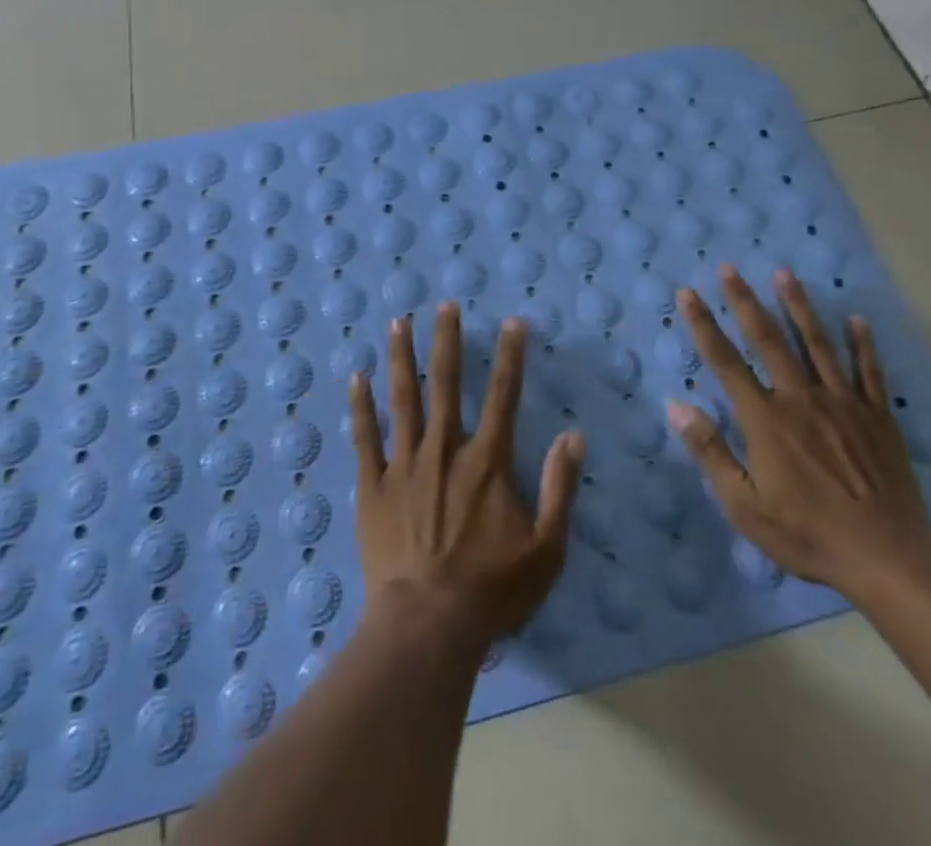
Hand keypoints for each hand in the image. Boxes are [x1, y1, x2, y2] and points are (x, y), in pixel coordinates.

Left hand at [349, 303, 583, 650]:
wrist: (426, 626)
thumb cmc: (491, 591)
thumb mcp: (546, 549)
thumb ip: (561, 489)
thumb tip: (573, 435)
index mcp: (486, 462)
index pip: (504, 397)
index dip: (511, 357)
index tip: (513, 322)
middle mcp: (444, 451)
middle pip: (447, 384)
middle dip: (448, 341)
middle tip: (444, 304)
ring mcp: (404, 465)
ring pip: (402, 399)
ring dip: (402, 358)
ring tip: (399, 321)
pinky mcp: (373, 486)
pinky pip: (365, 437)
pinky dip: (361, 406)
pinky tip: (357, 377)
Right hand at [667, 265, 930, 596]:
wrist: (888, 558)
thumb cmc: (808, 533)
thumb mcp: (744, 505)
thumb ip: (710, 452)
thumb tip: (676, 406)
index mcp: (765, 419)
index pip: (725, 361)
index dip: (703, 325)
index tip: (688, 294)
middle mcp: (800, 398)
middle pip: (768, 339)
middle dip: (745, 301)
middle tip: (730, 268)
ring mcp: (843, 403)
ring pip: (816, 343)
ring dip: (798, 306)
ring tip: (784, 274)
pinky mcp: (878, 417)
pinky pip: (869, 371)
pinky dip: (862, 344)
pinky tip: (857, 320)